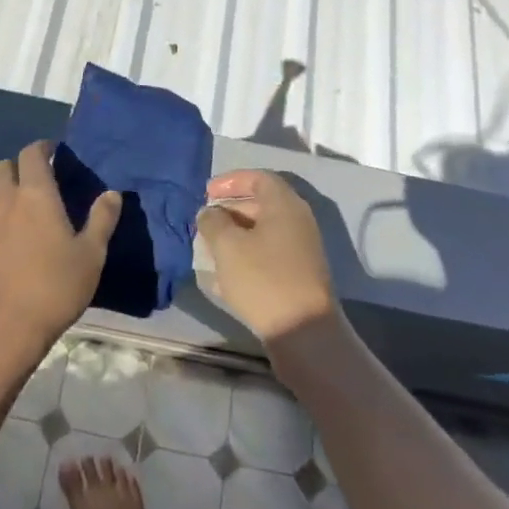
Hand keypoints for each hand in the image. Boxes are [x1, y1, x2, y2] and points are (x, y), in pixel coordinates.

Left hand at [0, 142, 121, 359]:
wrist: (5, 328)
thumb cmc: (55, 286)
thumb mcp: (91, 255)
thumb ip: (102, 219)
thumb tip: (112, 193)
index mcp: (36, 194)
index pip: (32, 154)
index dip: (42, 148)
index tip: (55, 152)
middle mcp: (6, 200)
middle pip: (4, 166)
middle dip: (20, 165)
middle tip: (40, 179)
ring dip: (7, 188)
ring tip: (27, 205)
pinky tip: (13, 233)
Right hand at [197, 169, 338, 344]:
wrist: (303, 331)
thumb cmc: (263, 278)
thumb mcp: (227, 245)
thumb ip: (213, 221)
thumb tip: (209, 212)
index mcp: (285, 204)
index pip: (258, 178)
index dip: (230, 181)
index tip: (206, 193)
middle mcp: (298, 221)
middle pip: (261, 203)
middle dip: (230, 209)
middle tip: (205, 221)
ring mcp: (301, 248)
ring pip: (263, 230)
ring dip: (236, 234)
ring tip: (210, 247)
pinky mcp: (299, 274)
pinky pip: (269, 252)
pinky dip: (247, 254)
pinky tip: (226, 274)